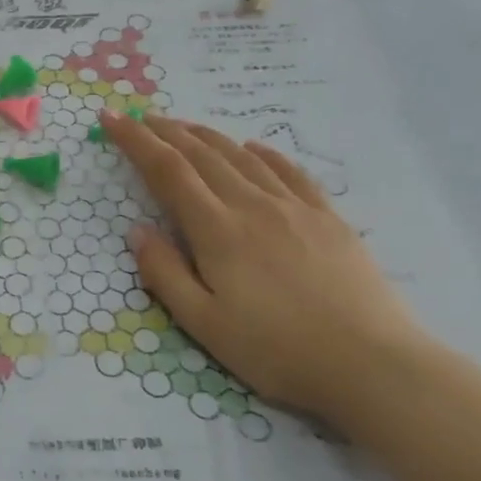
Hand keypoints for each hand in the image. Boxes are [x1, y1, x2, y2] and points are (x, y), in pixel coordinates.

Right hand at [103, 109, 425, 423]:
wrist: (369, 363)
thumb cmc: (275, 350)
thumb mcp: (203, 323)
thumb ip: (165, 273)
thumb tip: (137, 230)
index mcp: (217, 231)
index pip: (167, 171)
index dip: (136, 141)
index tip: (111, 119)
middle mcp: (253, 206)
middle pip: (202, 155)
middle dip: (165, 131)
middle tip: (139, 118)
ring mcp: (295, 208)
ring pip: (242, 157)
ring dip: (207, 136)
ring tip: (183, 127)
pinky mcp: (328, 218)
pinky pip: (290, 171)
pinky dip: (263, 153)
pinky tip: (253, 148)